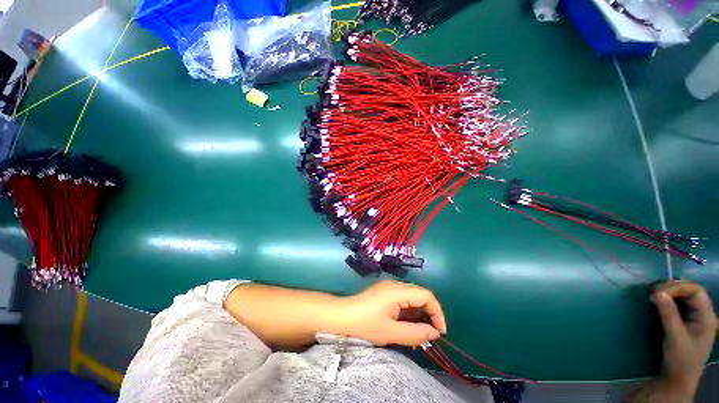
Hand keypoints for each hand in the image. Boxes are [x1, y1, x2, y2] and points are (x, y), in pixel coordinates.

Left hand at [339, 280, 446, 346]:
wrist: (340, 317)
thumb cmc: (364, 324)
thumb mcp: (390, 332)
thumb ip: (415, 333)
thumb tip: (434, 333)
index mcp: (398, 291)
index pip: (426, 295)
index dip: (437, 312)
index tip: (440, 332)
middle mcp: (395, 285)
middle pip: (420, 295)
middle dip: (429, 314)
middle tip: (429, 335)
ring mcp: (389, 287)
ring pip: (412, 298)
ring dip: (419, 315)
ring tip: (418, 334)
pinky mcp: (384, 292)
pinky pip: (403, 300)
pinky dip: (409, 313)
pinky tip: (406, 326)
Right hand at [653, 281, 717, 396]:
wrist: (677, 378)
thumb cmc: (680, 359)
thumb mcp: (674, 337)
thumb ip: (668, 314)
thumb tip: (657, 292)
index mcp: (707, 317)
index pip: (696, 291)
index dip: (678, 287)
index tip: (658, 290)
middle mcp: (704, 313)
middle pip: (690, 291)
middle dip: (672, 288)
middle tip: (653, 290)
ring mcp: (695, 317)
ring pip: (684, 296)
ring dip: (669, 292)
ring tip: (653, 293)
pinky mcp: (685, 320)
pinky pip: (679, 304)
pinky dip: (668, 299)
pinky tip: (658, 300)